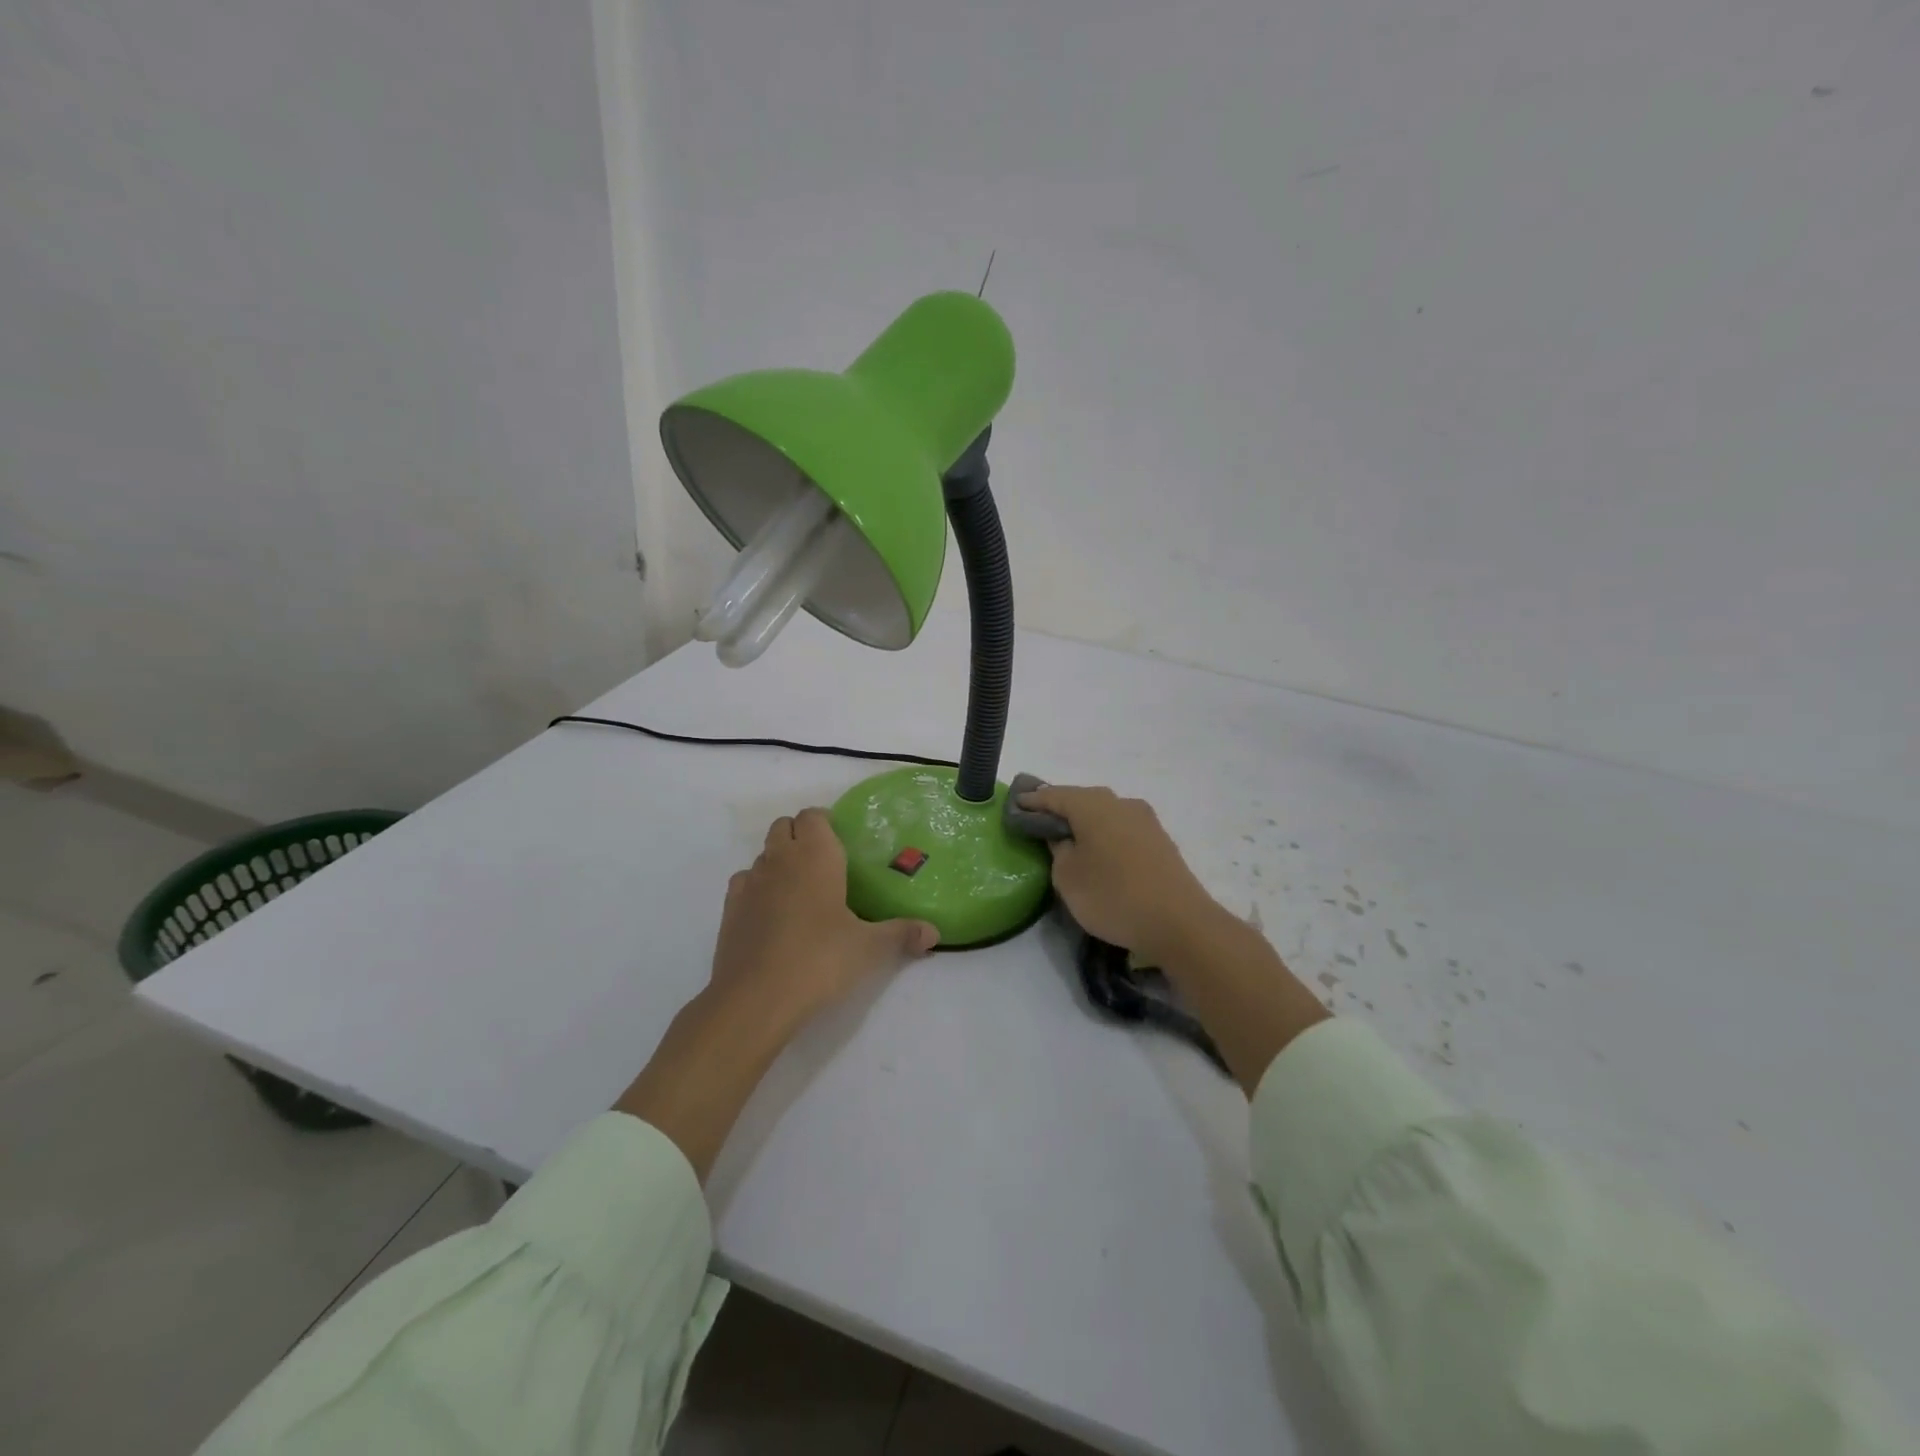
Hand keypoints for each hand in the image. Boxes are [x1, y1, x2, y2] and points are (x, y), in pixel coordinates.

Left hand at [615, 808, 937, 1180]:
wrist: (756, 998)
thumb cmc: (820, 959)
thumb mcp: (870, 948)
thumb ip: (902, 934)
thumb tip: (934, 933)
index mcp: (815, 854)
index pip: (814, 816)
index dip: (826, 824)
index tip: (843, 845)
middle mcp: (779, 858)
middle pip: (784, 826)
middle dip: (801, 836)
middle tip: (825, 866)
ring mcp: (749, 882)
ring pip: (763, 854)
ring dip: (779, 862)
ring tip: (801, 892)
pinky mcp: (729, 909)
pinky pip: (745, 882)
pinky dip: (758, 888)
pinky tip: (773, 914)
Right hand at [1015, 785, 1222, 959]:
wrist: (1179, 922)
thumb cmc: (1113, 896)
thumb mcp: (1068, 877)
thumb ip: (1058, 850)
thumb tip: (1063, 837)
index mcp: (1093, 805)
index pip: (1054, 795)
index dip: (1032, 800)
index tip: (1015, 805)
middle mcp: (1120, 803)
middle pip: (1082, 799)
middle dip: (1060, 808)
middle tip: (1039, 821)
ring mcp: (1145, 820)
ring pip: (1105, 813)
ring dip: (1085, 821)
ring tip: (1068, 838)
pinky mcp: (1159, 840)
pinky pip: (1121, 828)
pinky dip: (1104, 834)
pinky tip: (1098, 850)